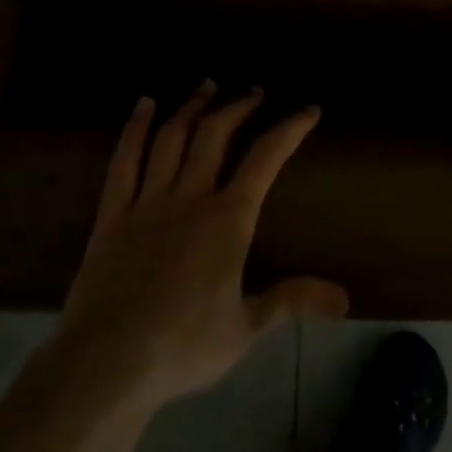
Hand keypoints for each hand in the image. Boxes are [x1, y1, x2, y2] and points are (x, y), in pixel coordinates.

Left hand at [46, 81, 348, 413]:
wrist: (107, 366)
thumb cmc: (183, 346)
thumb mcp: (246, 328)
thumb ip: (292, 301)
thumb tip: (345, 298)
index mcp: (227, 219)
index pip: (266, 158)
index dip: (290, 128)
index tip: (309, 109)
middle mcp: (190, 197)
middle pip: (215, 134)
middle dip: (239, 106)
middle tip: (254, 91)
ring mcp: (147, 202)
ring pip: (171, 137)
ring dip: (192, 106)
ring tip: (207, 85)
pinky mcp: (112, 215)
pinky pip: (124, 161)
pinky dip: (135, 128)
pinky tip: (144, 104)